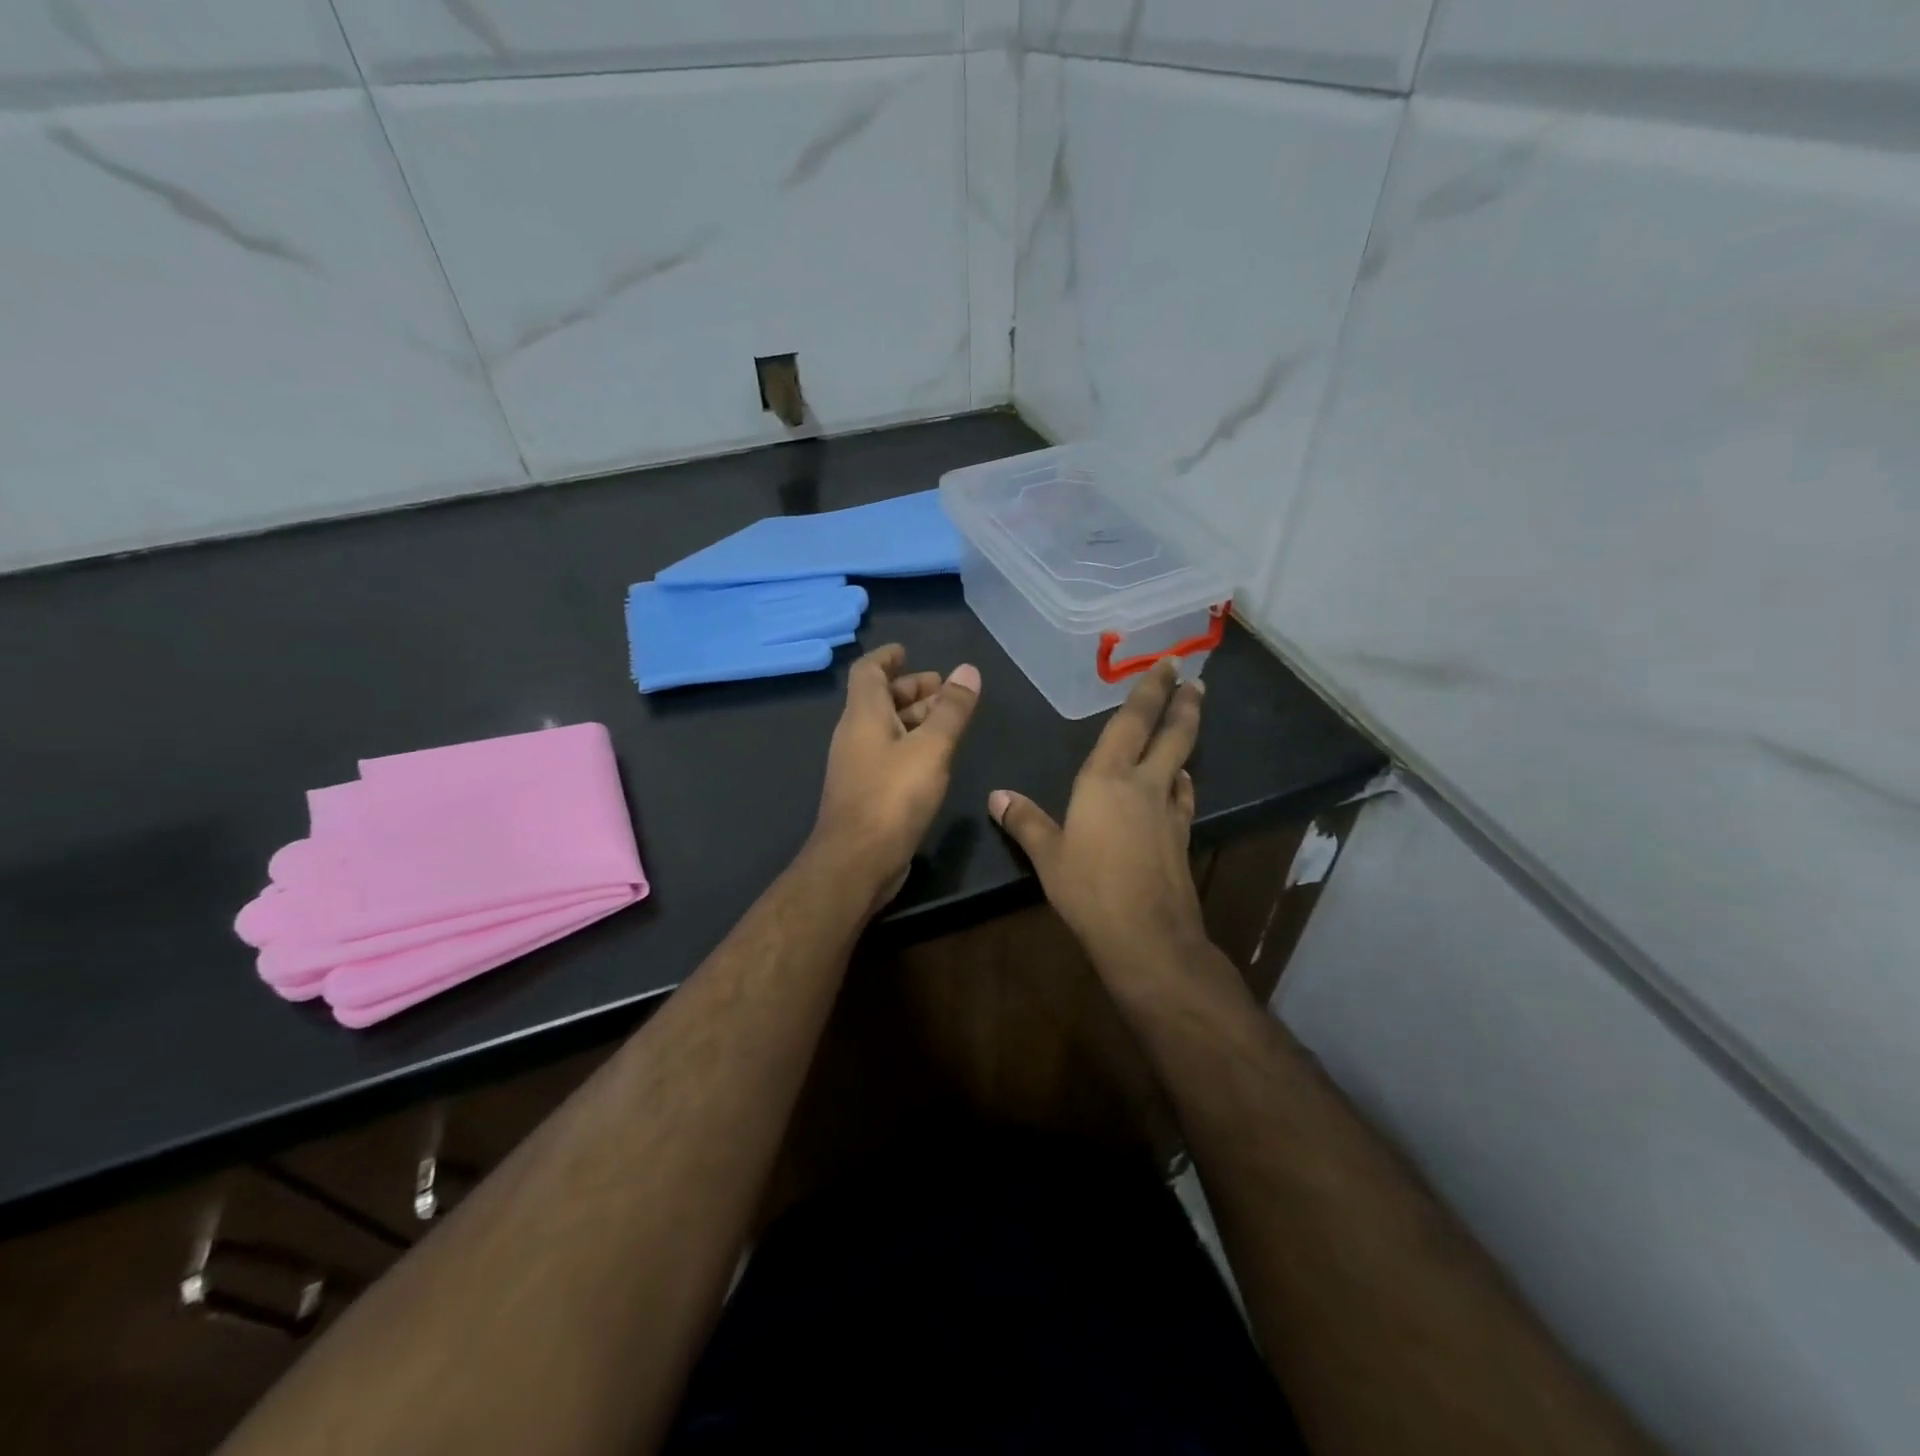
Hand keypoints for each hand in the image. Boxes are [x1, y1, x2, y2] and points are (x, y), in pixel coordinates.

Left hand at [810, 644, 981, 907]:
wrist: (857, 862)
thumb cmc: (892, 797)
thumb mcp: (930, 748)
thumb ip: (951, 710)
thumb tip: (967, 670)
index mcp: (863, 716)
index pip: (868, 672)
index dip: (887, 657)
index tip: (908, 650)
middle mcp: (855, 735)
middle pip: (880, 700)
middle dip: (911, 689)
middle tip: (945, 689)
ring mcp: (858, 766)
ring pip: (886, 729)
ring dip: (914, 718)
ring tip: (949, 718)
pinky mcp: (866, 792)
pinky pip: (889, 755)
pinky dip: (911, 745)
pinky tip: (935, 757)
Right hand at [988, 661, 1206, 978]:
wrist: (1146, 936)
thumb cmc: (1088, 889)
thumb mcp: (1048, 856)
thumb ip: (1025, 821)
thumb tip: (996, 796)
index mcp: (1106, 780)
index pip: (1131, 723)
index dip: (1149, 691)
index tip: (1167, 664)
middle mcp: (1144, 786)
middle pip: (1172, 736)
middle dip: (1183, 705)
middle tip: (1195, 680)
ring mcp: (1168, 813)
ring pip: (1182, 765)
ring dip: (1187, 741)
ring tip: (1187, 726)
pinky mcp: (1182, 839)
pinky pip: (1183, 798)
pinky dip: (1183, 783)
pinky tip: (1181, 785)